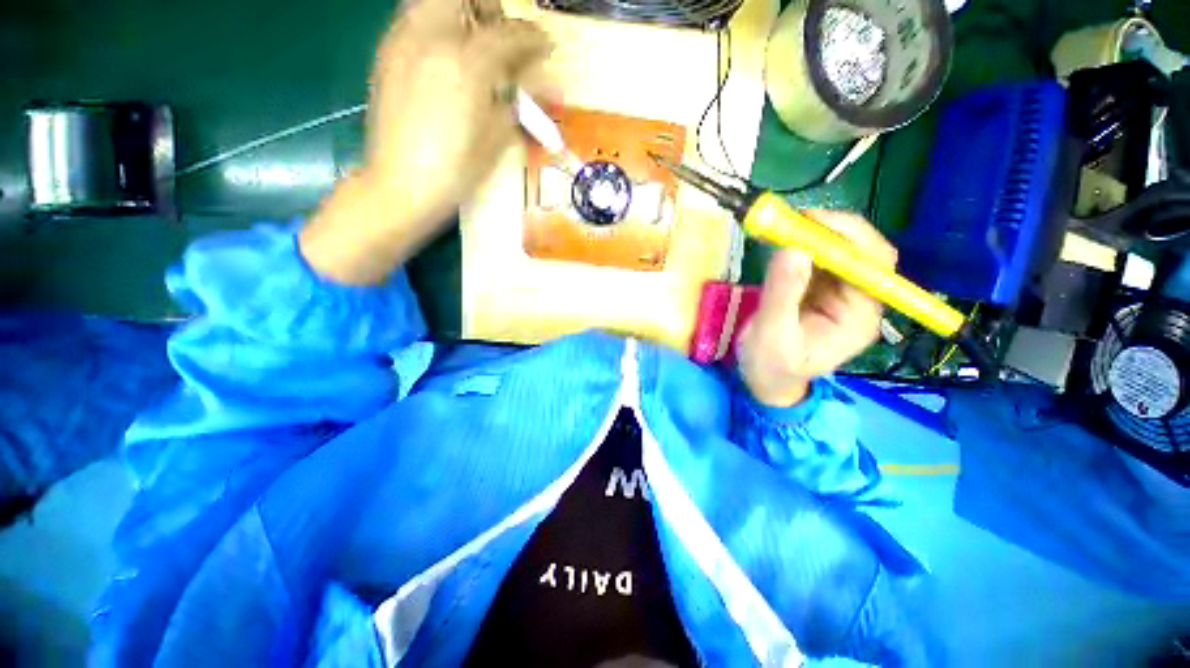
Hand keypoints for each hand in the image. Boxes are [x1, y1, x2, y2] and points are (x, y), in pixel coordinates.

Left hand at [300, 0, 550, 284]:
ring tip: (473, 44)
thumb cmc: (454, 172)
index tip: (545, 45)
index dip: (533, 38)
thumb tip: (524, 84)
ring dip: (460, 11)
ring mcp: (402, 42)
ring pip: (432, 0)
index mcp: (466, 65)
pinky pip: (413, 19)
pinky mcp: (385, 54)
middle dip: (490, 7)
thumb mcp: (495, 140)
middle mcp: (431, 38)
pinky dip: (436, 25)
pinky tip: (446, 59)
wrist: (399, 186)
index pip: (509, 34)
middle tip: (502, 35)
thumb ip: (513, 101)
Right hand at [738, 210, 896, 406]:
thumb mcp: (773, 335)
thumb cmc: (772, 367)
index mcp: (859, 317)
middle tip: (792, 219)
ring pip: (837, 250)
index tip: (810, 222)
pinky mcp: (817, 288)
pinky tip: (779, 241)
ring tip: (780, 228)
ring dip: (812, 234)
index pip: (872, 265)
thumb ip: (783, 295)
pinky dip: (798, 244)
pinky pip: (815, 257)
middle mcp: (857, 299)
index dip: (848, 237)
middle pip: (860, 251)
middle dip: (830, 230)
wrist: (764, 380)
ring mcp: (837, 292)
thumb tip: (793, 248)